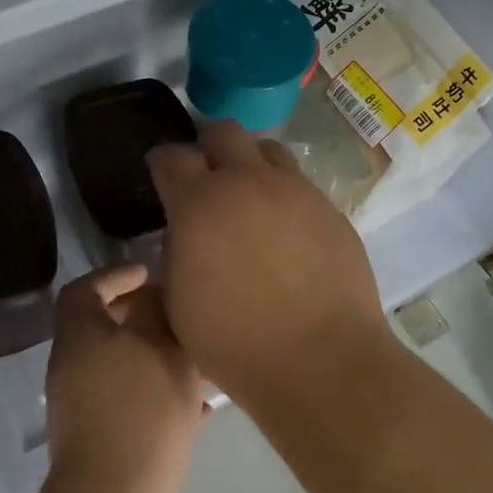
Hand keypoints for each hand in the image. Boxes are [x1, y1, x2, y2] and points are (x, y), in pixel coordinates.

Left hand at [43, 264, 205, 492]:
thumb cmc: (138, 409)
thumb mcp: (155, 343)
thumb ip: (153, 307)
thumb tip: (151, 293)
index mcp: (78, 337)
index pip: (84, 289)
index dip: (115, 275)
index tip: (150, 273)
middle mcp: (73, 368)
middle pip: (104, 327)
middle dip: (143, 316)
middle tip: (179, 313)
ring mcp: (85, 408)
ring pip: (125, 366)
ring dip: (158, 357)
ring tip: (199, 358)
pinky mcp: (103, 441)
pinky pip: (134, 403)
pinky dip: (162, 395)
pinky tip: (201, 407)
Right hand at [147, 120, 389, 406]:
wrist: (322, 361)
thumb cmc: (235, 342)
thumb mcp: (178, 303)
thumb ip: (175, 254)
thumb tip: (184, 233)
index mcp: (200, 204)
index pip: (171, 156)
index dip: (161, 163)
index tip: (161, 174)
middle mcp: (249, 183)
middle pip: (224, 131)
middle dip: (208, 148)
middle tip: (206, 179)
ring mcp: (296, 192)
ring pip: (268, 151)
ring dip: (251, 165)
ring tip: (249, 200)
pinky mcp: (330, 210)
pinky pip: (300, 186)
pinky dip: (284, 196)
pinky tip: (285, 233)